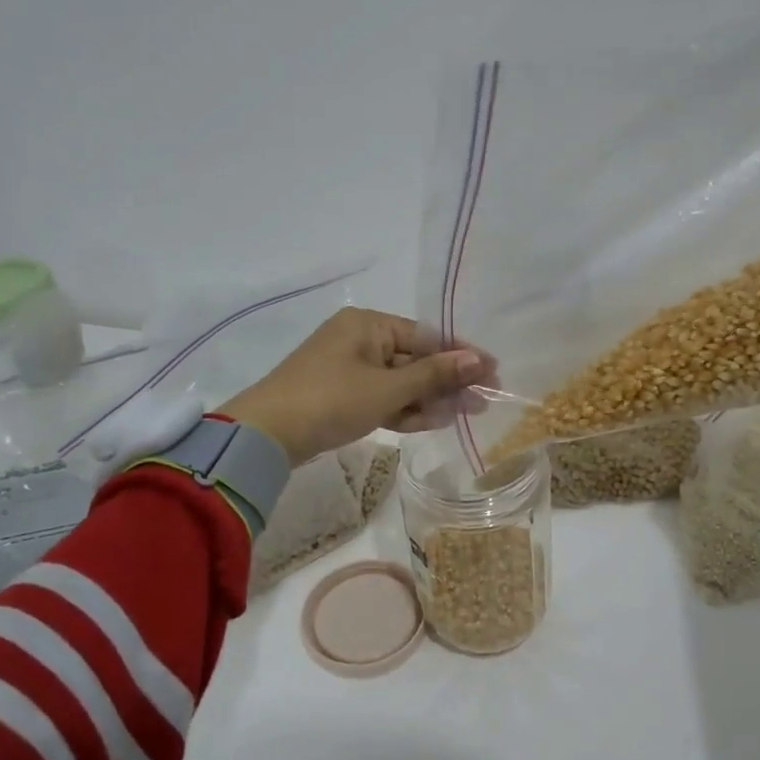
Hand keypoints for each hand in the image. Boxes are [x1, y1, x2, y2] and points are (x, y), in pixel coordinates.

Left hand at [218, 309, 494, 466]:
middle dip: (447, 382)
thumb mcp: (388, 388)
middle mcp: (359, 340)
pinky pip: (382, 397)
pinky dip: (403, 409)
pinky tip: (431, 421)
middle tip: (483, 401)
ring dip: (428, 399)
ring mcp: (349, 369)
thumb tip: (477, 360)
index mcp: (368, 324)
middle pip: (415, 359)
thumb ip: (435, 375)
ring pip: (399, 382)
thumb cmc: (331, 400)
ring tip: (464, 415)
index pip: (426, 335)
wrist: (267, 435)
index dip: (461, 355)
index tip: (492, 371)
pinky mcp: (341, 396)